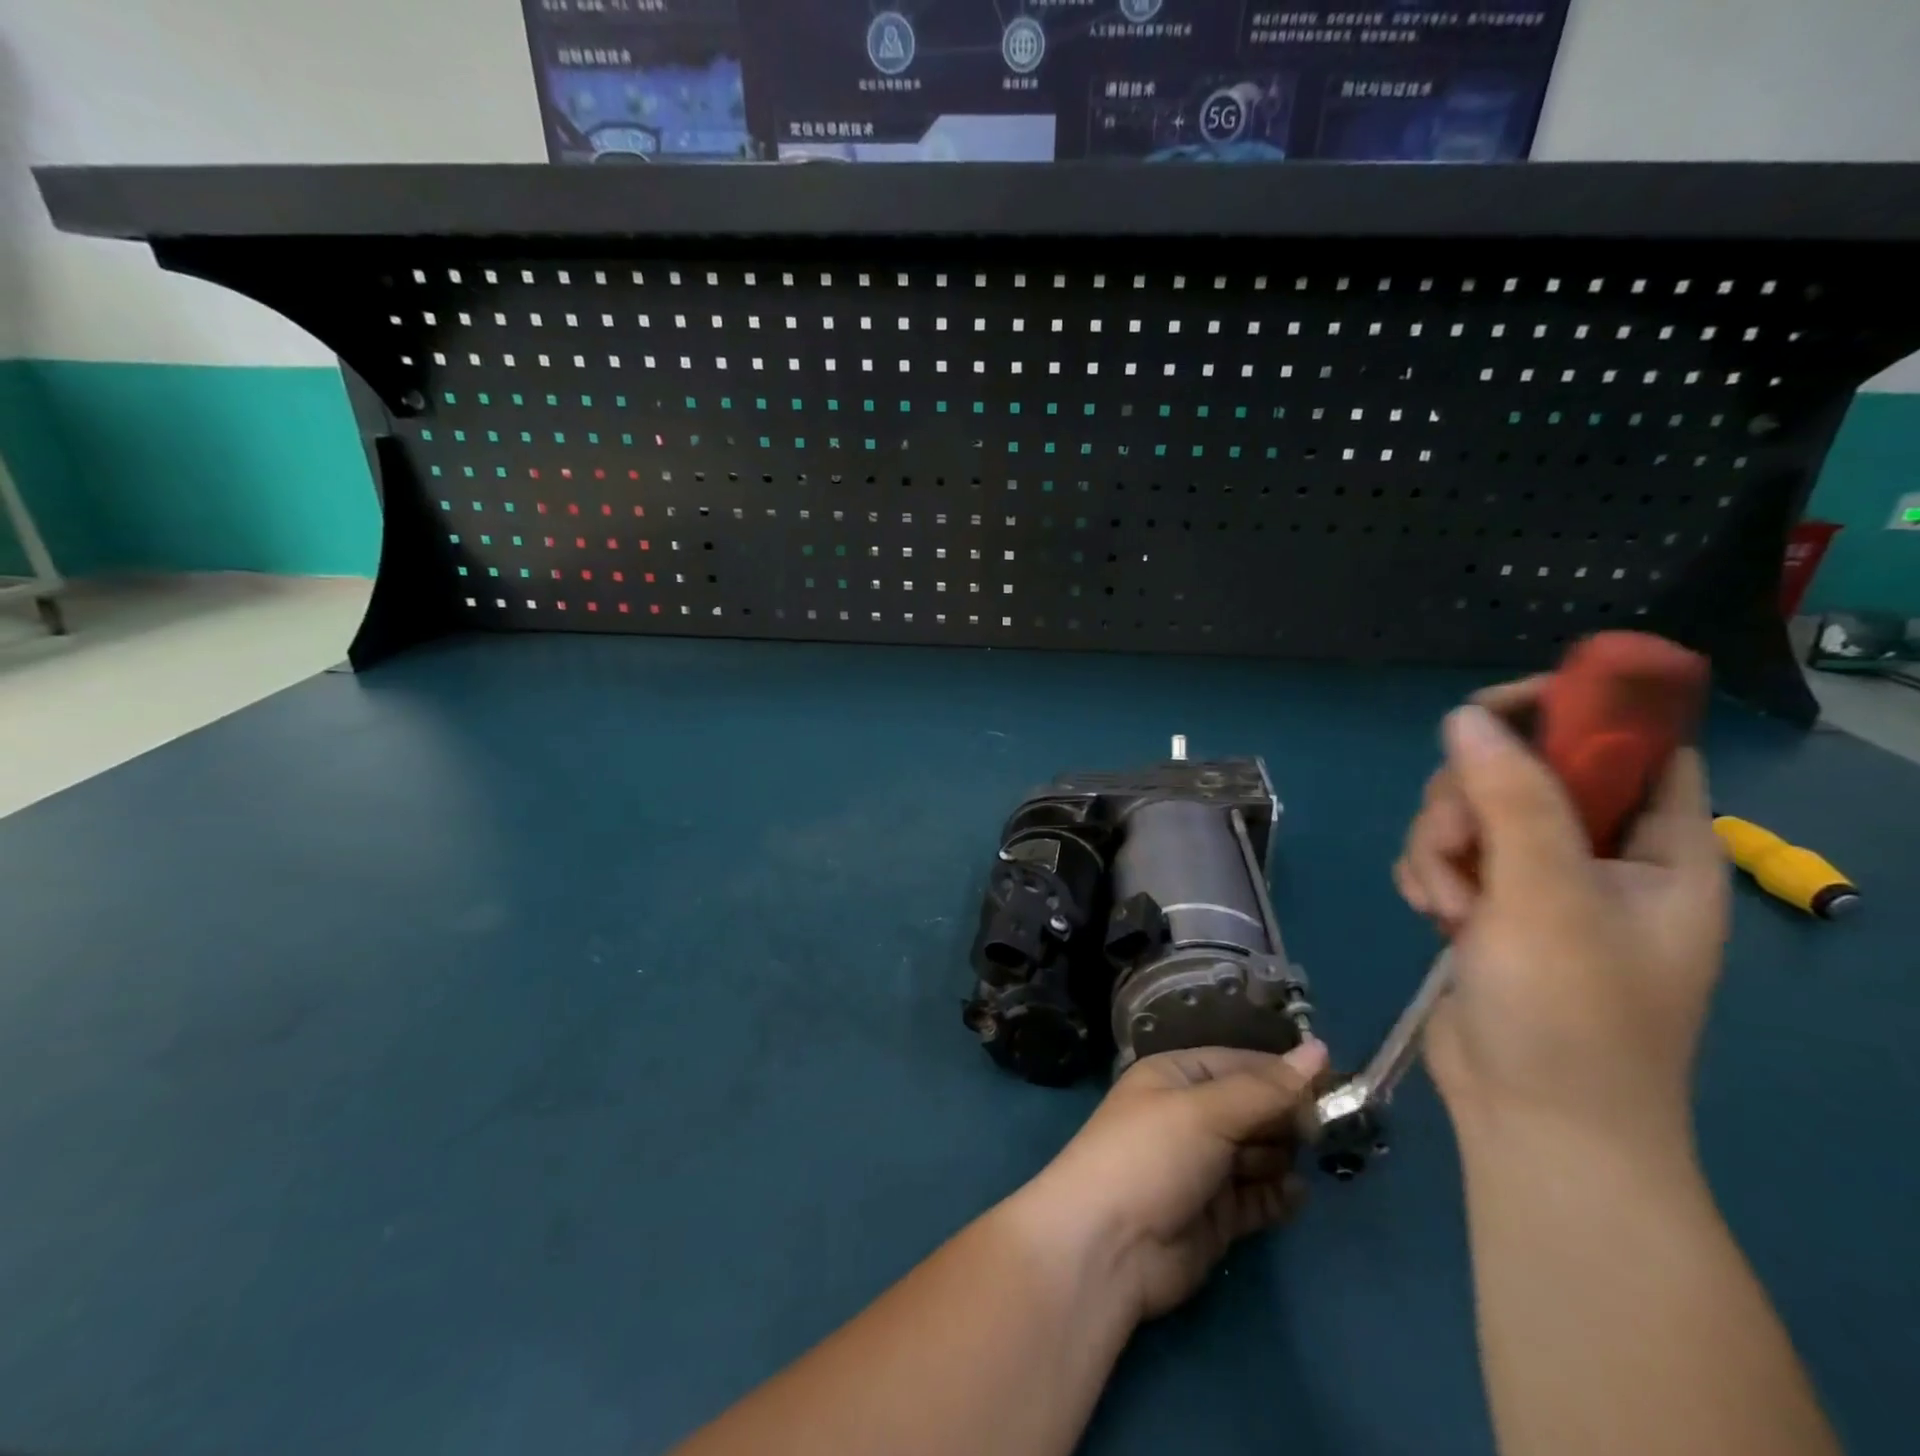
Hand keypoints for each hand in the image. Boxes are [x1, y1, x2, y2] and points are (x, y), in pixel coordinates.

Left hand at [1022, 1040, 1327, 1321]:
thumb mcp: (1206, 1111)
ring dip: (1285, 1154)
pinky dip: (1279, 1194)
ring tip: (1309, 1158)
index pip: (1239, 1064)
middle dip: (1287, 1116)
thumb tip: (1320, 1050)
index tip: (1335, 1083)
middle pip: (1253, 1107)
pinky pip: (1259, 1196)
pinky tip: (1296, 1193)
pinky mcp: (1217, 1216)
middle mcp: (1190, 1115)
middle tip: (1328, 1128)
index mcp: (1177, 1076)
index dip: (1283, 1073)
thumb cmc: (1151, 1155)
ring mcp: (1204, 1167)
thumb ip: (1266, 1089)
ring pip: (1259, 1151)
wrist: (1108, 1246)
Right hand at [1395, 691, 1728, 1148]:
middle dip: (1468, 803)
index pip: (1630, 744)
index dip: (1569, 714)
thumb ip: (1511, 798)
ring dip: (1437, 848)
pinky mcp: (1486, 906)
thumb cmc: (1571, 1014)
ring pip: (1466, 813)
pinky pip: (1441, 853)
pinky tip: (1429, 912)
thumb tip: (1465, 715)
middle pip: (1521, 773)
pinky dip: (1426, 874)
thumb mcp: (1547, 896)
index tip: (1488, 714)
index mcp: (1660, 847)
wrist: (1531, 1121)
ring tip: (1447, 906)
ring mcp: (1537, 882)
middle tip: (1462, 853)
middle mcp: (1600, 856)